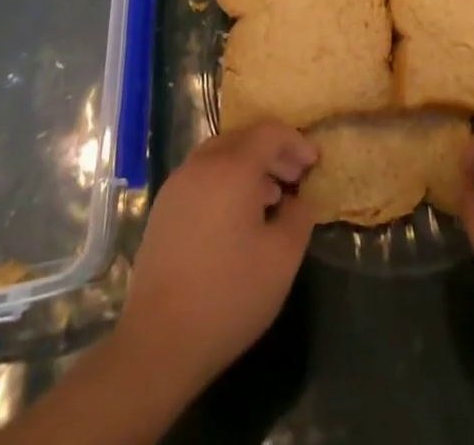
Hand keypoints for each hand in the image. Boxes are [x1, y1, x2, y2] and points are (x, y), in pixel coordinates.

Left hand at [116, 121, 317, 393]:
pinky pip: (201, 176)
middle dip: (273, 152)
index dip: (296, 142)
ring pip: (220, 156)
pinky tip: (236, 216)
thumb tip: (299, 200)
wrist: (158, 341)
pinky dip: (225, 181)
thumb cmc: (228, 295)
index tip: (314, 163)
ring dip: (248, 166)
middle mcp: (202, 164)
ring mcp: (177, 184)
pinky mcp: (162, 208)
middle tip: (296, 176)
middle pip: (243, 139)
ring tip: (270, 198)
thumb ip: (299, 218)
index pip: (270, 132)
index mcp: (233, 167)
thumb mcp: (282, 259)